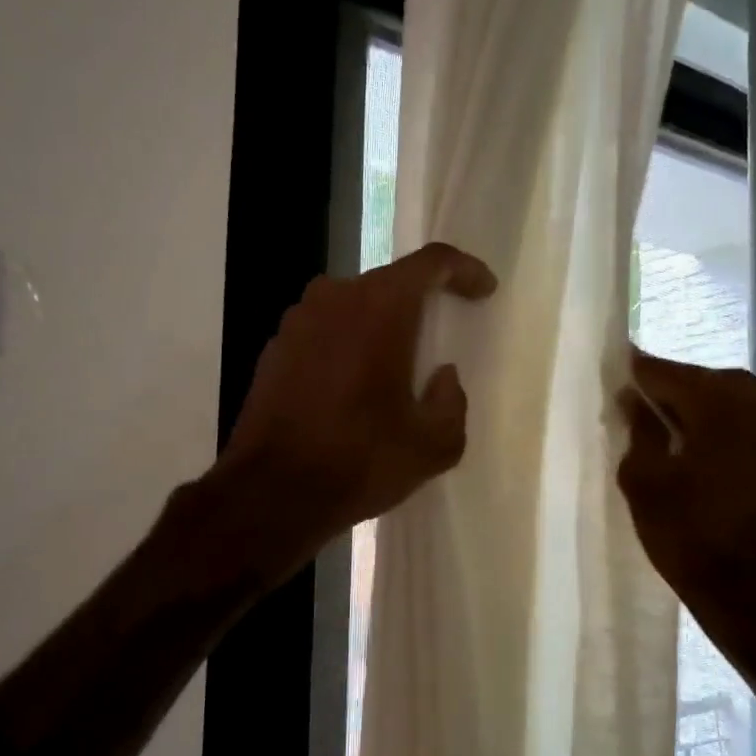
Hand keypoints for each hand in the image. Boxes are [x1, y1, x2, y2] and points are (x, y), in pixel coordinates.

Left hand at [214, 241, 498, 572]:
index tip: (483, 291)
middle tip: (439, 335)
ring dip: (379, 326)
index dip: (464, 270)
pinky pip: (324, 332)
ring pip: (352, 307)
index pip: (431, 262)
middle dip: (420, 303)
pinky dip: (346, 347)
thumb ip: (452, 402)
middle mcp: (334, 298)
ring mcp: (296, 321)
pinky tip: (353, 389)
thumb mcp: (433, 445)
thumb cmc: (359, 461)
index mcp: (380, 308)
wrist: (271, 493)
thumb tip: (442, 378)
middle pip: (389, 283)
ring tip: (394, 368)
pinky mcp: (273, 349)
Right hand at [617, 351, 755, 618]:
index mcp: (716, 399)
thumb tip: (632, 399)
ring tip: (663, 429)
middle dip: (666, 392)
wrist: (744, 583)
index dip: (635, 373)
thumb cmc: (685, 530)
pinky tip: (696, 441)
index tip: (612, 371)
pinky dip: (719, 422)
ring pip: (723, 396)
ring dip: (694, 408)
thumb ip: (638, 428)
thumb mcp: (643, 477)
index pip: (663, 371)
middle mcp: (754, 395)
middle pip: (696, 380)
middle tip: (633, 409)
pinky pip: (744, 415)